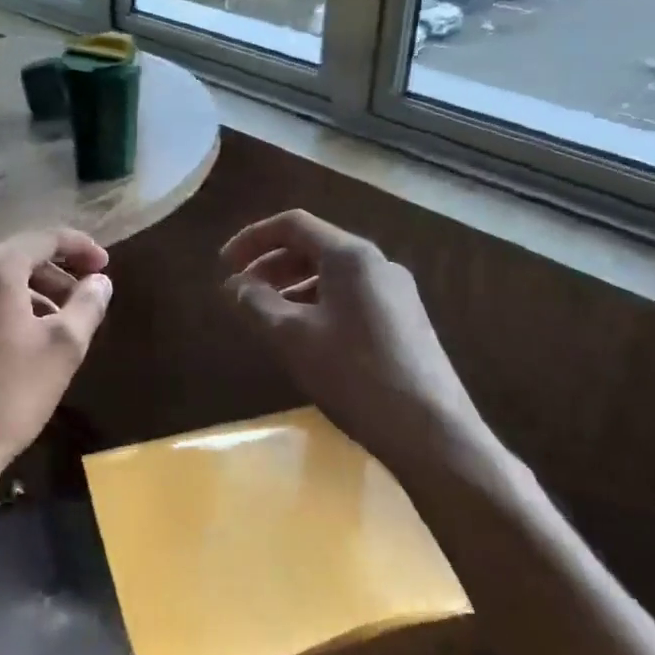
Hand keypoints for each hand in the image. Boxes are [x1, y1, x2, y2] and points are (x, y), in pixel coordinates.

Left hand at [0, 228, 112, 498]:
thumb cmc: (10, 393)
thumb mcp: (64, 347)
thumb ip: (87, 304)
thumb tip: (101, 281)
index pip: (45, 239)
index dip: (80, 247)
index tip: (105, 265)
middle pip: (19, 259)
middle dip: (57, 274)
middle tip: (86, 299)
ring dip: (34, 295)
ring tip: (61, 325)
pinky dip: (8, 310)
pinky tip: (25, 342)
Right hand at [220, 210, 486, 469]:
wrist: (430, 430)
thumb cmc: (353, 374)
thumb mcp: (290, 337)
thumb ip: (256, 303)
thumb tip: (234, 285)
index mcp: (350, 255)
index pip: (292, 225)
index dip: (252, 239)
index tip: (223, 266)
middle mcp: (377, 263)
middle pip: (313, 247)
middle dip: (270, 265)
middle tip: (240, 294)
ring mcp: (396, 292)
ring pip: (332, 275)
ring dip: (292, 287)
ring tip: (266, 318)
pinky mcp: (405, 321)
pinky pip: (350, 297)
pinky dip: (317, 305)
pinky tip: (304, 337)